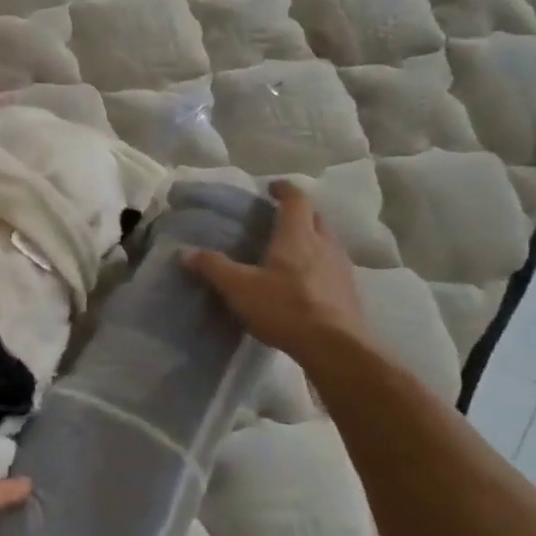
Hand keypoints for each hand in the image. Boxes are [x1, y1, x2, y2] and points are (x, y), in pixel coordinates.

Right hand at [184, 180, 370, 368]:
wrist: (335, 347)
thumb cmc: (285, 307)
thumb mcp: (238, 287)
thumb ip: (213, 267)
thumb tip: (185, 253)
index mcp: (297, 235)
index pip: (296, 199)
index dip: (284, 189)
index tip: (271, 188)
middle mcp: (324, 244)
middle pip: (315, 217)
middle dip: (299, 213)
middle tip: (278, 219)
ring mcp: (341, 268)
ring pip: (328, 241)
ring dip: (312, 238)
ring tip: (291, 250)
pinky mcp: (349, 292)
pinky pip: (333, 266)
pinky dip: (319, 264)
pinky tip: (305, 282)